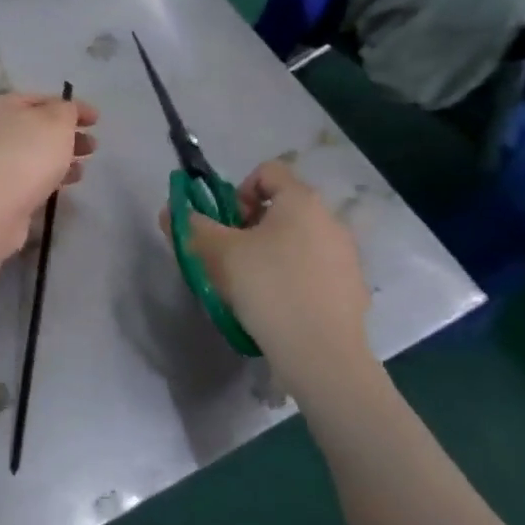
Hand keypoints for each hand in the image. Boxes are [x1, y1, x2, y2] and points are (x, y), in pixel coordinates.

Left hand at [0, 92, 98, 258]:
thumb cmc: (28, 155)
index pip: (43, 99)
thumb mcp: (57, 121)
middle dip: (68, 135)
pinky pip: (29, 177)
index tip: (97, 120)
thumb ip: (67, 110)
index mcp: (4, 106)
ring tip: (83, 169)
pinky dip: (49, 177)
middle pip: (37, 128)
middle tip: (93, 146)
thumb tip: (65, 111)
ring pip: (34, 154)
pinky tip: (66, 185)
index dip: (72, 107)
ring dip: (61, 158)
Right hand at [161, 159, 371, 371]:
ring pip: (298, 241)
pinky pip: (315, 271)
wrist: (321, 353)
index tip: (226, 226)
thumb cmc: (267, 288)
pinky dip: (294, 280)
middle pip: (283, 208)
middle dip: (252, 228)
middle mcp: (330, 220)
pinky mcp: (352, 288)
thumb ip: (192, 227)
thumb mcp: (218, 254)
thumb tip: (172, 211)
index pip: (268, 172)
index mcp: (301, 201)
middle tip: (232, 259)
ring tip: (254, 288)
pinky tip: (280, 309)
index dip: (238, 192)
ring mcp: (347, 255)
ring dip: (273, 254)